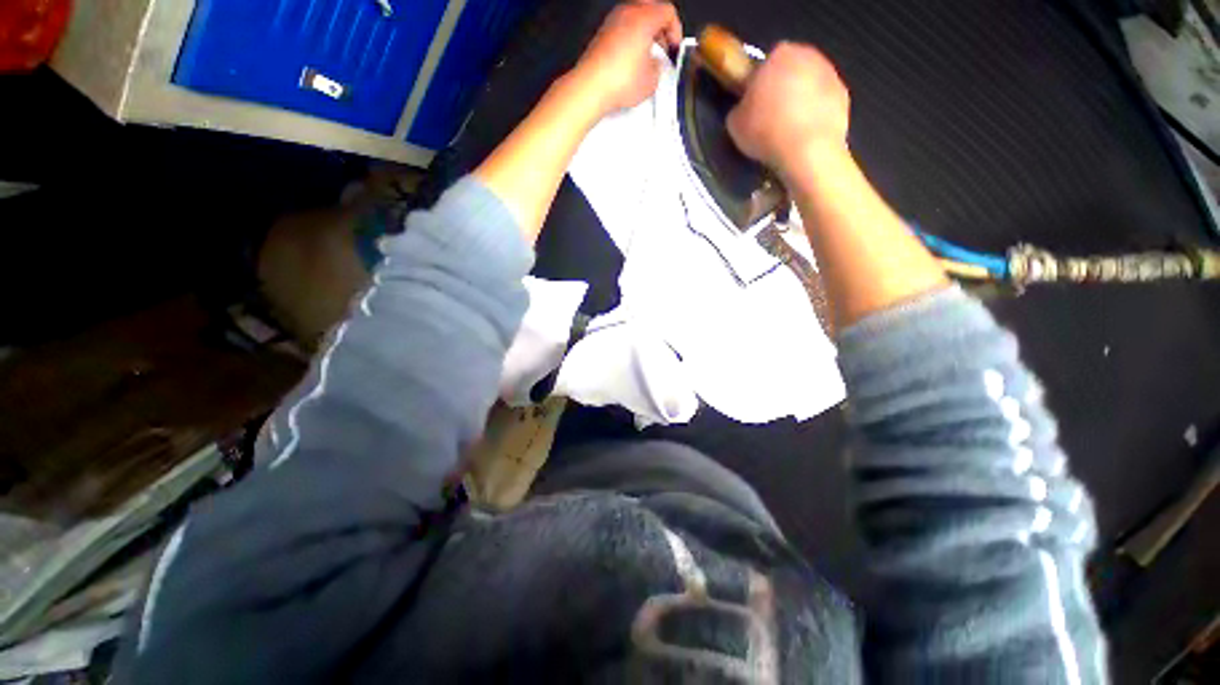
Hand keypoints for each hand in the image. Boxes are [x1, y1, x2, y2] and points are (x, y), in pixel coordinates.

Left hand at [572, 1, 682, 116]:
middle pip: (652, 10)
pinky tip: (632, 62)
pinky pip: (622, 29)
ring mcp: (613, 21)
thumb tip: (656, 67)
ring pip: (636, 18)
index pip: (668, 12)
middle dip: (660, 29)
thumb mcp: (652, 80)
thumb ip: (660, 68)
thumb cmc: (617, 79)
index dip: (676, 31)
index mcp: (644, 17)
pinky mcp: (603, 34)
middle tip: (663, 49)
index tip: (674, 46)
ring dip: (645, 34)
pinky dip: (631, 40)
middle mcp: (628, 12)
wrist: (592, 86)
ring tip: (647, 58)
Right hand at [727, 42, 849, 179]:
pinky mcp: (844, 97)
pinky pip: (822, 104)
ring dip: (799, 102)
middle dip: (781, 89)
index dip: (758, 84)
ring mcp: (830, 75)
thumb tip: (745, 110)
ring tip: (786, 132)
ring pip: (808, 86)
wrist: (807, 152)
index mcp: (779, 55)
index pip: (765, 63)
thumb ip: (740, 108)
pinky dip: (814, 116)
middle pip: (791, 70)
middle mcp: (808, 56)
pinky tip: (803, 137)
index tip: (753, 105)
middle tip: (768, 118)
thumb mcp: (735, 123)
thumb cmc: (766, 132)